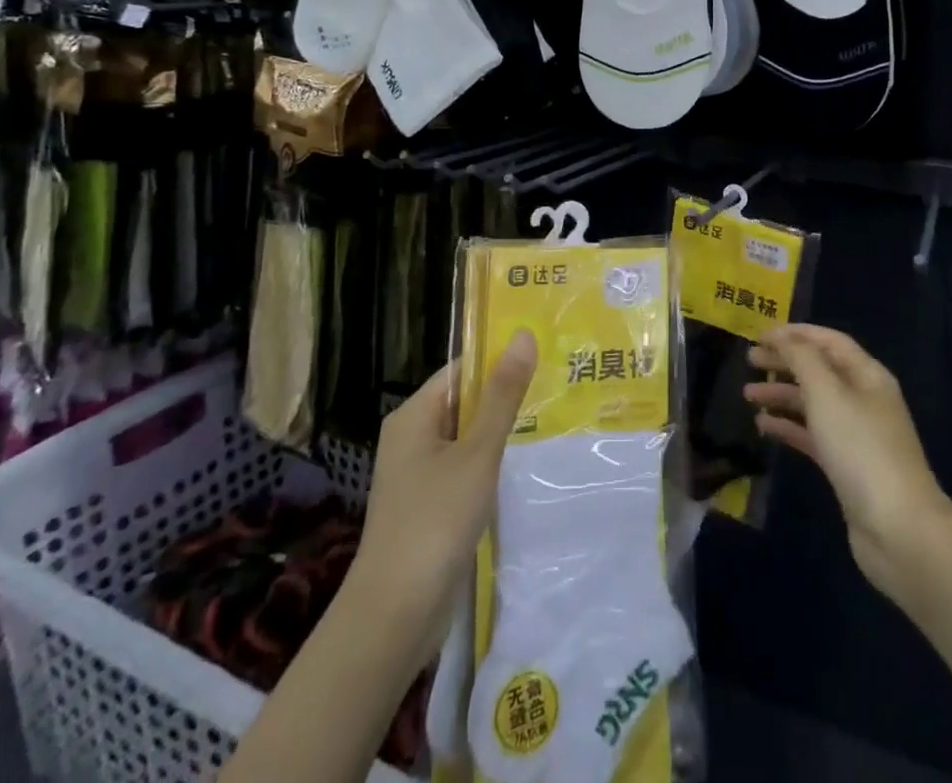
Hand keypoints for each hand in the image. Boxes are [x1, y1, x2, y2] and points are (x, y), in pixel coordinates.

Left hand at [347, 330, 537, 663]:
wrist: (394, 616)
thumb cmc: (435, 521)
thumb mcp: (477, 453)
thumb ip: (502, 396)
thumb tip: (523, 335)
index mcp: (414, 415)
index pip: (462, 370)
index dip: (499, 360)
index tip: (545, 356)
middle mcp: (411, 438)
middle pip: (464, 402)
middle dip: (506, 397)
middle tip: (558, 387)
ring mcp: (418, 475)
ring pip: (467, 439)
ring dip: (501, 434)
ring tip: (552, 420)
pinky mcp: (429, 507)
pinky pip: (464, 470)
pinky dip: (490, 466)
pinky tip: (524, 468)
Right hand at [746, 325, 951, 604]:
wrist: (899, 529)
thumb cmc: (861, 449)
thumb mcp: (828, 393)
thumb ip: (802, 360)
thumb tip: (785, 340)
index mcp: (867, 375)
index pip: (829, 341)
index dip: (795, 334)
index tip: (760, 335)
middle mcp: (864, 399)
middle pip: (820, 370)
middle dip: (785, 362)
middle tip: (749, 361)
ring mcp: (856, 435)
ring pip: (813, 403)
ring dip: (782, 395)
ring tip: (748, 395)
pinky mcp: (846, 466)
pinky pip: (812, 435)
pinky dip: (788, 427)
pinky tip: (763, 427)